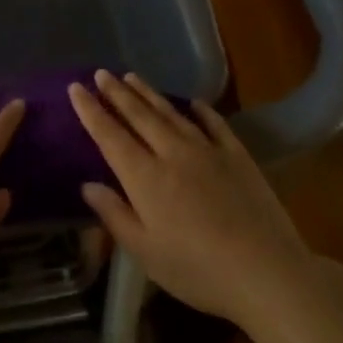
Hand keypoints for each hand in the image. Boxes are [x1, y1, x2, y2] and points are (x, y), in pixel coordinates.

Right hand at [70, 71, 312, 327]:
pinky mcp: (237, 155)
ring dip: (149, 94)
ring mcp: (208, 150)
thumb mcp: (146, 252)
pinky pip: (214, 124)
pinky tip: (193, 102)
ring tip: (132, 77)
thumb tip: (88, 185)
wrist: (265, 270)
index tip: (76, 87)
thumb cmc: (197, 270)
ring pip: (171, 114)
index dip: (91, 111)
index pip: (110, 136)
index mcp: (145, 177)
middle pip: (139, 116)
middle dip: (117, 93)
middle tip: (101, 72)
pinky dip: (201, 110)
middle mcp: (172, 153)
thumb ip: (115, 215)